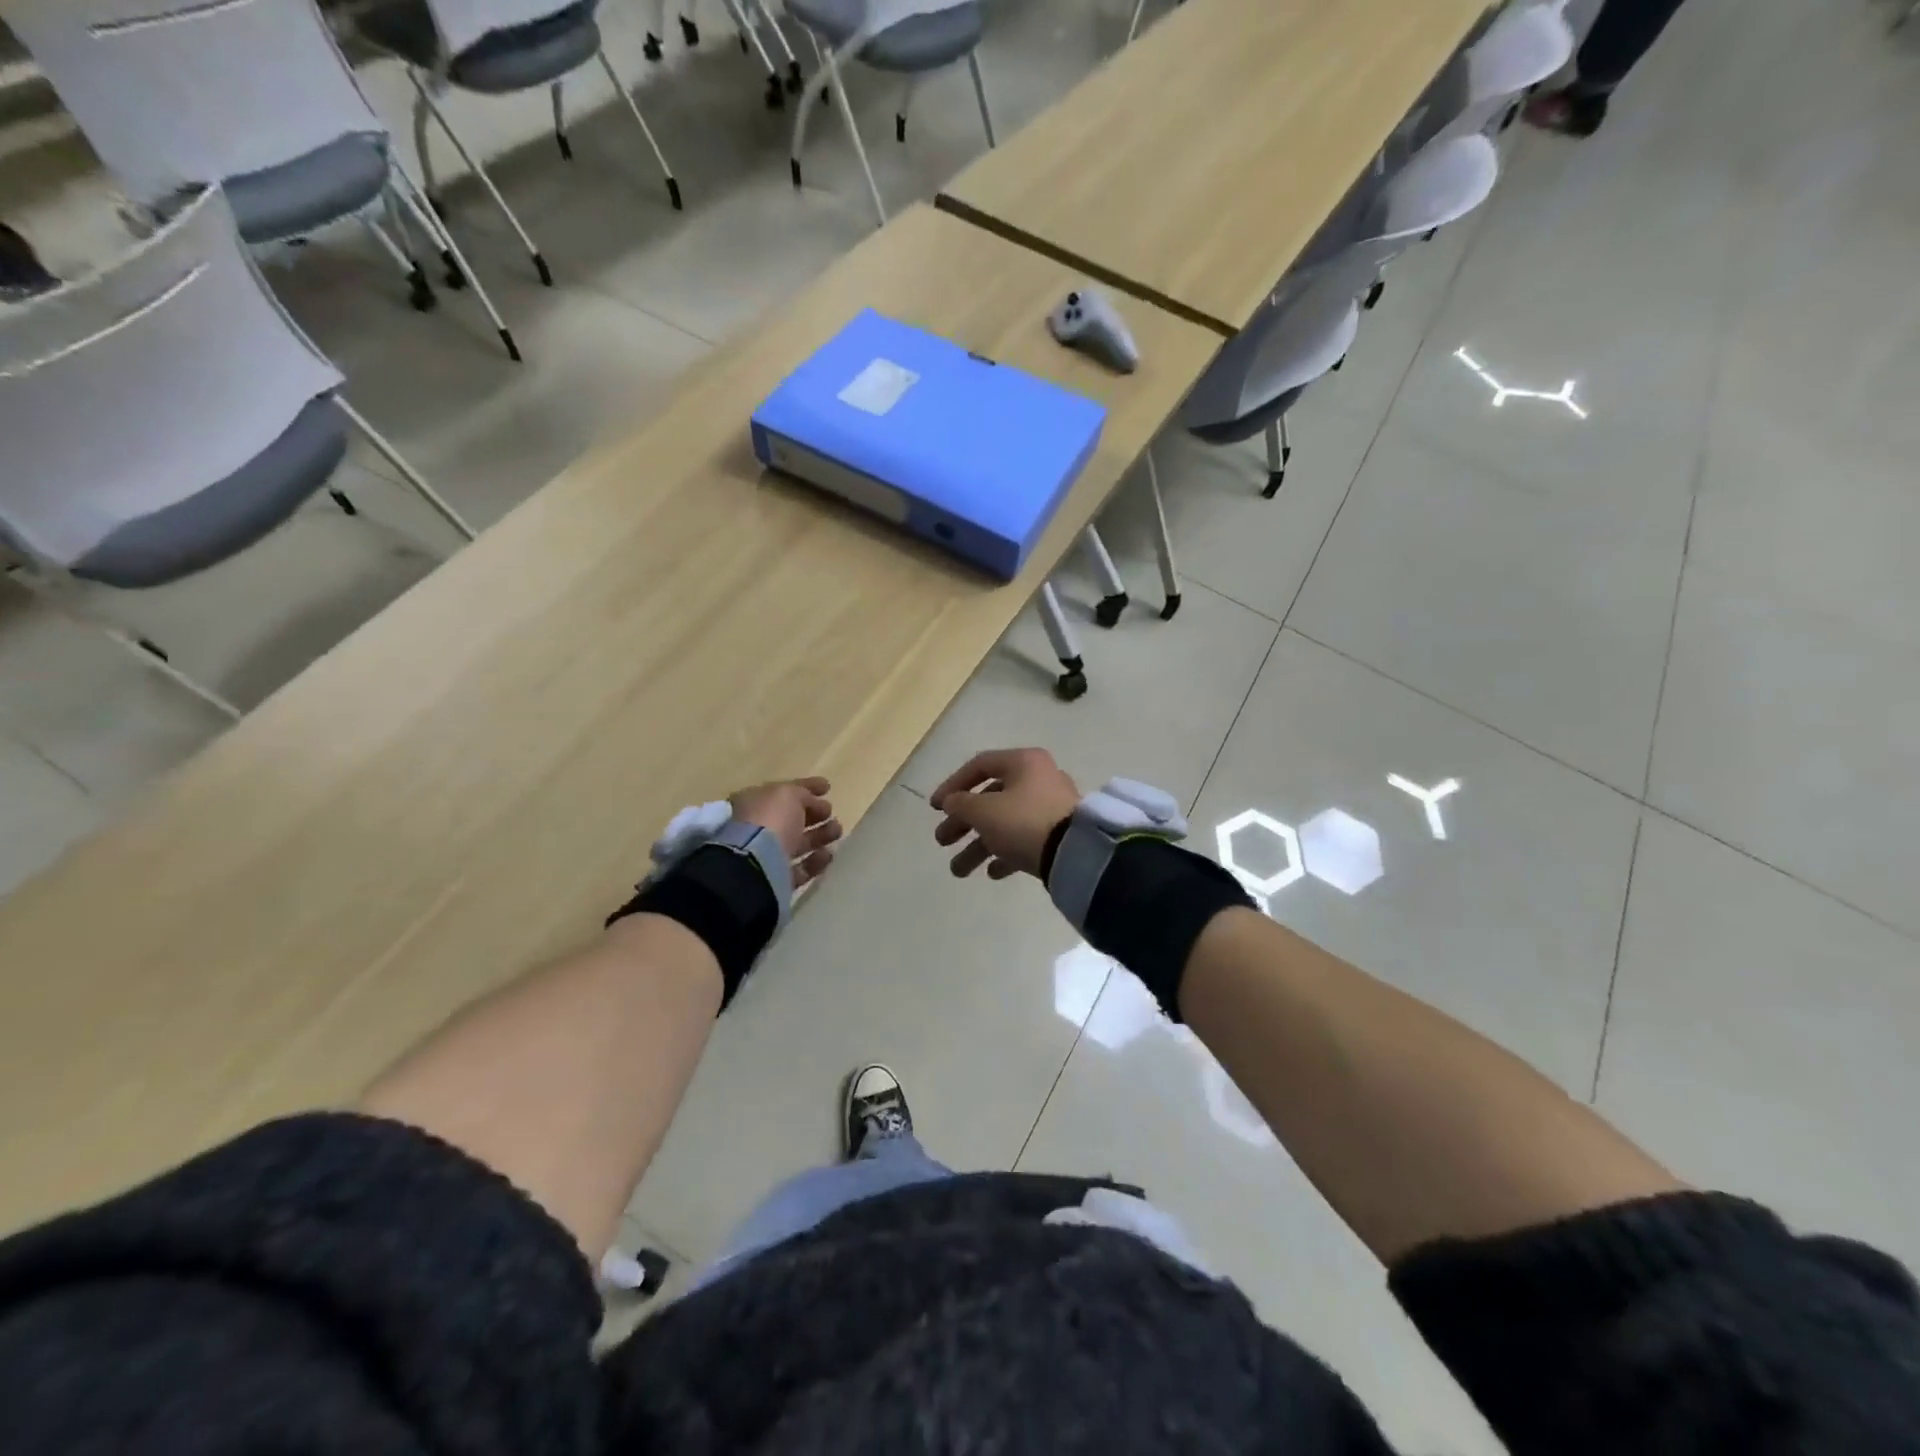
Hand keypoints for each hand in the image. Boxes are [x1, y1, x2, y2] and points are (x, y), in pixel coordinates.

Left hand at [731, 777, 841, 889]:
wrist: (754, 865)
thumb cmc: (770, 820)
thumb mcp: (789, 795)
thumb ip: (803, 794)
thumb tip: (814, 803)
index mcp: (753, 802)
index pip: (783, 791)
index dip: (807, 787)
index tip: (828, 787)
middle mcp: (756, 828)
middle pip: (791, 819)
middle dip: (815, 814)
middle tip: (832, 813)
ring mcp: (765, 855)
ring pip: (797, 843)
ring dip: (819, 836)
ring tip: (837, 832)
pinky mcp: (775, 878)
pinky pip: (799, 868)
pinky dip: (815, 861)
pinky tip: (828, 855)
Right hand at [930, 749, 1080, 880]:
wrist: (1076, 853)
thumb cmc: (1024, 821)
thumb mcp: (984, 811)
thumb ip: (961, 804)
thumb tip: (952, 801)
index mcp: (1023, 762)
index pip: (979, 765)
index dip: (953, 785)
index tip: (935, 808)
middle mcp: (1038, 779)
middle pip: (990, 798)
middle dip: (962, 823)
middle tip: (942, 841)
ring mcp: (1050, 808)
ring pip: (1005, 823)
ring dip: (978, 846)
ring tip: (959, 871)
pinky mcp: (1058, 834)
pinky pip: (1024, 840)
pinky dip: (1005, 854)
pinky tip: (992, 873)